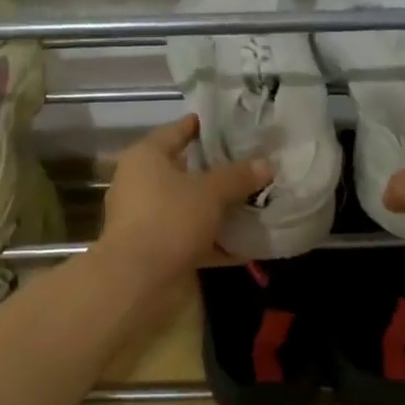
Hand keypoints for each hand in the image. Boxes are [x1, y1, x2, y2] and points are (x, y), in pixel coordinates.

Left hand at [97, 115, 270, 282]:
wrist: (138, 279)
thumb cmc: (170, 219)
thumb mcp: (210, 192)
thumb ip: (238, 176)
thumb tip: (266, 164)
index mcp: (146, 157)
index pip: (177, 130)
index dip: (204, 126)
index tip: (232, 125)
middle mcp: (140, 183)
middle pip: (184, 171)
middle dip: (217, 171)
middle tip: (252, 165)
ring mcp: (146, 218)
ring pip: (189, 207)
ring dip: (217, 209)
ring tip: (254, 203)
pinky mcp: (155, 249)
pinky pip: (191, 238)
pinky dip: (214, 242)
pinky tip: (245, 245)